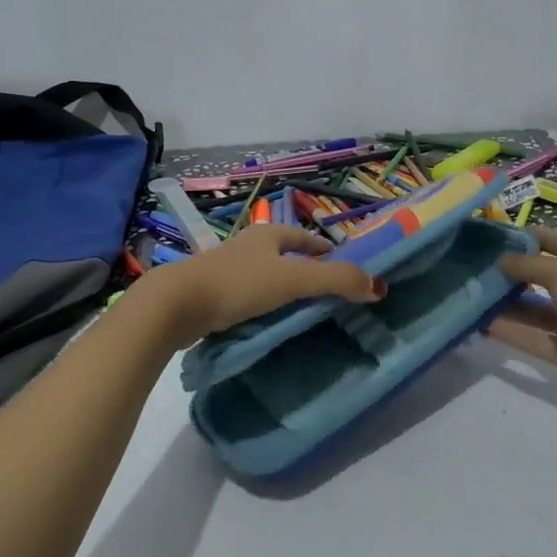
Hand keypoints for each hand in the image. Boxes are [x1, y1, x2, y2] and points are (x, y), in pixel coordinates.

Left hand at [133, 225, 380, 349]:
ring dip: (278, 285)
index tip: (339, 260)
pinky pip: (243, 295)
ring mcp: (224, 269)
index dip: (322, 247)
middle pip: (281, 252)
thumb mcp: (294, 280)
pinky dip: (258, 303)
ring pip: (261, 273)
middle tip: (322, 288)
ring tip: (296, 306)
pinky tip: (263, 320)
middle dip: (300, 265)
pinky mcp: (209, 293)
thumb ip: (336, 280)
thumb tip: (377, 286)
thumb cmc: (239, 284)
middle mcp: (246, 246)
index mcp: (267, 235)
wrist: (178, 304)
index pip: (302, 237)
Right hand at [490, 228, 556, 402]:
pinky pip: (534, 338)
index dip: (536, 237)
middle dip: (516, 272)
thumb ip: (528, 264)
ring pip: (537, 310)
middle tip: (479, 266)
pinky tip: (482, 324)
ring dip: (509, 304)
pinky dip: (511, 332)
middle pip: (547, 277)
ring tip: (474, 294)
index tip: (501, 235)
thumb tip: (501, 259)